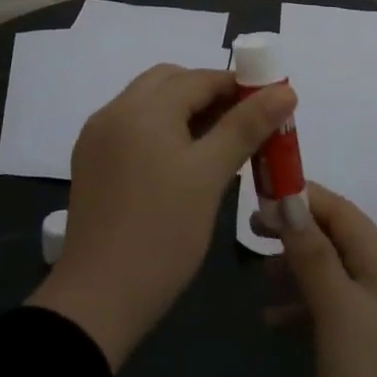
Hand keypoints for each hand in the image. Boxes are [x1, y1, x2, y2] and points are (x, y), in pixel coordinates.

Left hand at [27, 64, 295, 369]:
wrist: (98, 298)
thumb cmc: (163, 233)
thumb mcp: (210, 176)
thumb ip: (246, 127)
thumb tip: (284, 89)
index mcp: (142, 108)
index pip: (198, 78)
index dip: (238, 86)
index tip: (271, 105)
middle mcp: (115, 111)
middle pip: (169, 82)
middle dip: (209, 93)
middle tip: (245, 123)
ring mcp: (98, 136)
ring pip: (149, 104)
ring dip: (185, 110)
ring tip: (221, 142)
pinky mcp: (92, 161)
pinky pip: (134, 128)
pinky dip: (162, 129)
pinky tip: (184, 159)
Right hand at [276, 183, 376, 376]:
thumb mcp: (340, 311)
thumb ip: (313, 255)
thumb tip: (289, 199)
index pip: (342, 213)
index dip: (304, 195)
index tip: (261, 186)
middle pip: (333, 240)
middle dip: (296, 228)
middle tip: (252, 226)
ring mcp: (366, 323)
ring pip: (325, 275)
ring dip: (293, 266)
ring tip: (257, 270)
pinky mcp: (353, 356)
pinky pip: (320, 313)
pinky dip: (295, 307)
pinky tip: (269, 320)